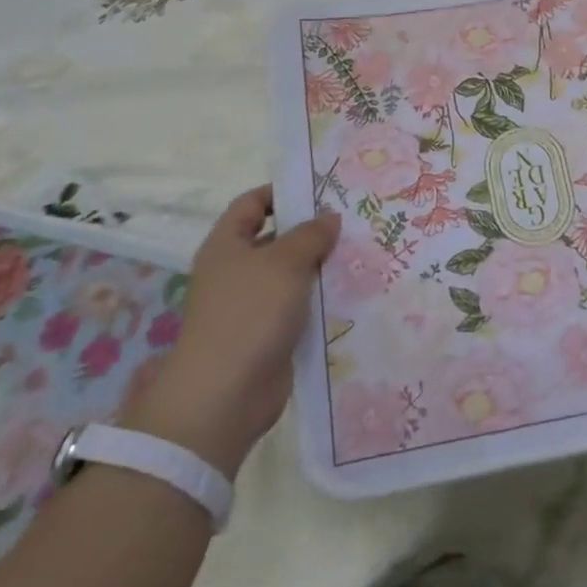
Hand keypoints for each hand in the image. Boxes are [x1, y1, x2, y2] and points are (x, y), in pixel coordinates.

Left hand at [119, 186, 337, 477]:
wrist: (225, 395)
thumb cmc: (250, 313)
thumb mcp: (285, 262)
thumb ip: (310, 234)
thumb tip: (329, 217)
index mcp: (227, 244)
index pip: (253, 203)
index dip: (283, 192)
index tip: (321, 191)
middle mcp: (235, 270)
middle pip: (275, 239)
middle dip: (310, 231)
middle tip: (352, 221)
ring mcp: (251, 305)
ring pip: (290, 275)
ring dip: (320, 267)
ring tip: (361, 253)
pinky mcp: (267, 334)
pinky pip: (297, 307)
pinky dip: (319, 300)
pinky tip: (351, 293)